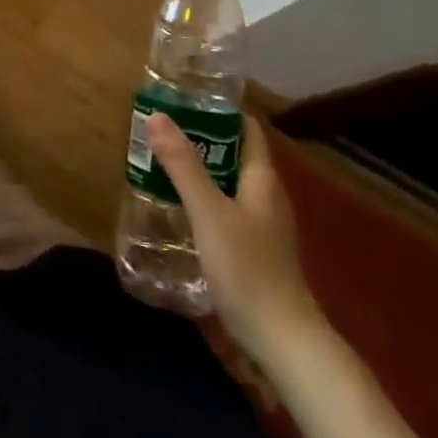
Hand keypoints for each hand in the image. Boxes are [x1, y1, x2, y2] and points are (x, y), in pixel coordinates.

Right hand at [146, 113, 325, 360]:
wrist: (280, 340)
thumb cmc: (246, 268)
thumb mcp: (208, 211)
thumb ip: (183, 165)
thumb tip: (157, 115)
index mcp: (262, 179)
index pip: (246, 129)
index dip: (219, 110)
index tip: (184, 97)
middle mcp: (266, 196)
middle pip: (235, 154)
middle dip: (201, 138)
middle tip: (161, 127)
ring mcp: (262, 225)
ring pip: (228, 182)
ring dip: (200, 168)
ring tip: (160, 160)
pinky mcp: (253, 249)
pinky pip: (225, 208)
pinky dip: (203, 197)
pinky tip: (178, 205)